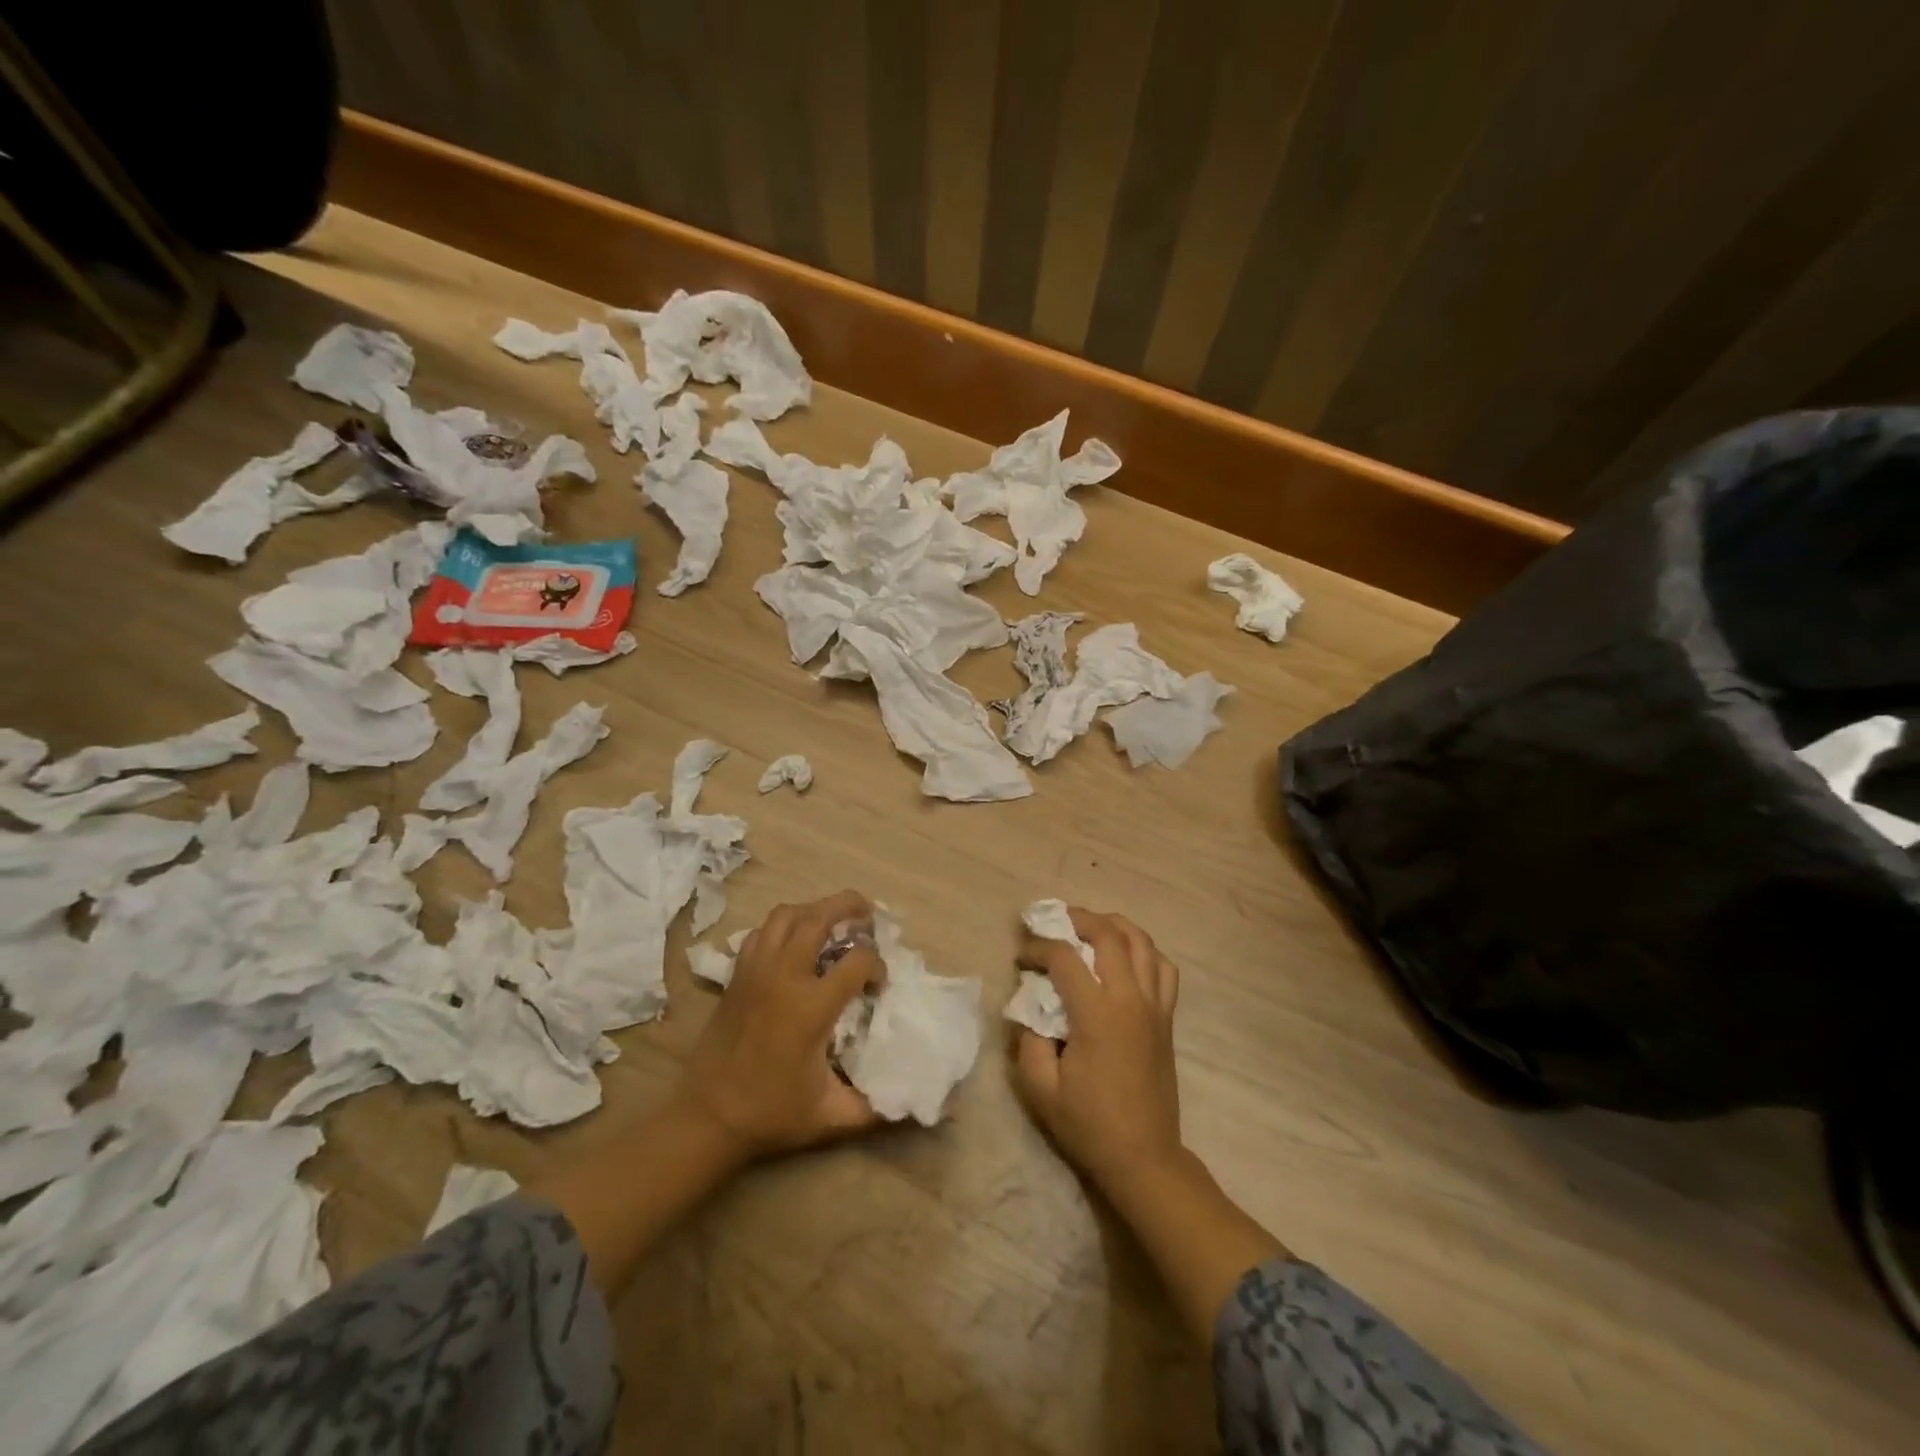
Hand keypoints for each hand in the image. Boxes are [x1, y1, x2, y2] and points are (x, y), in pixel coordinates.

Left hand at [672, 890, 884, 1161]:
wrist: (706, 1120)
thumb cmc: (771, 1115)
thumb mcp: (831, 1117)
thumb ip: (875, 1108)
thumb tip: (912, 1101)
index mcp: (811, 1007)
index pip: (858, 960)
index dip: (878, 966)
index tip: (878, 987)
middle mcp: (783, 977)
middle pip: (819, 917)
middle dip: (849, 906)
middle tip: (868, 912)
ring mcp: (755, 971)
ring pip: (785, 915)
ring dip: (813, 909)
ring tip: (832, 920)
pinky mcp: (736, 976)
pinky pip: (761, 932)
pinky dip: (782, 927)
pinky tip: (794, 943)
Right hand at [1012, 908, 1184, 1197]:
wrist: (1144, 1158)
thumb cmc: (1088, 1125)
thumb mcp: (1040, 1088)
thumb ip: (1028, 1038)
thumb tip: (1030, 1005)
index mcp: (1097, 1014)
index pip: (1065, 957)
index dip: (1038, 948)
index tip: (1021, 958)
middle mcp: (1130, 999)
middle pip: (1108, 934)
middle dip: (1077, 919)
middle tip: (1054, 922)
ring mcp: (1155, 1006)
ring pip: (1142, 942)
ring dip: (1113, 925)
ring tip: (1089, 927)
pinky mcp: (1167, 1018)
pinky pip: (1163, 968)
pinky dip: (1144, 950)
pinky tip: (1126, 957)